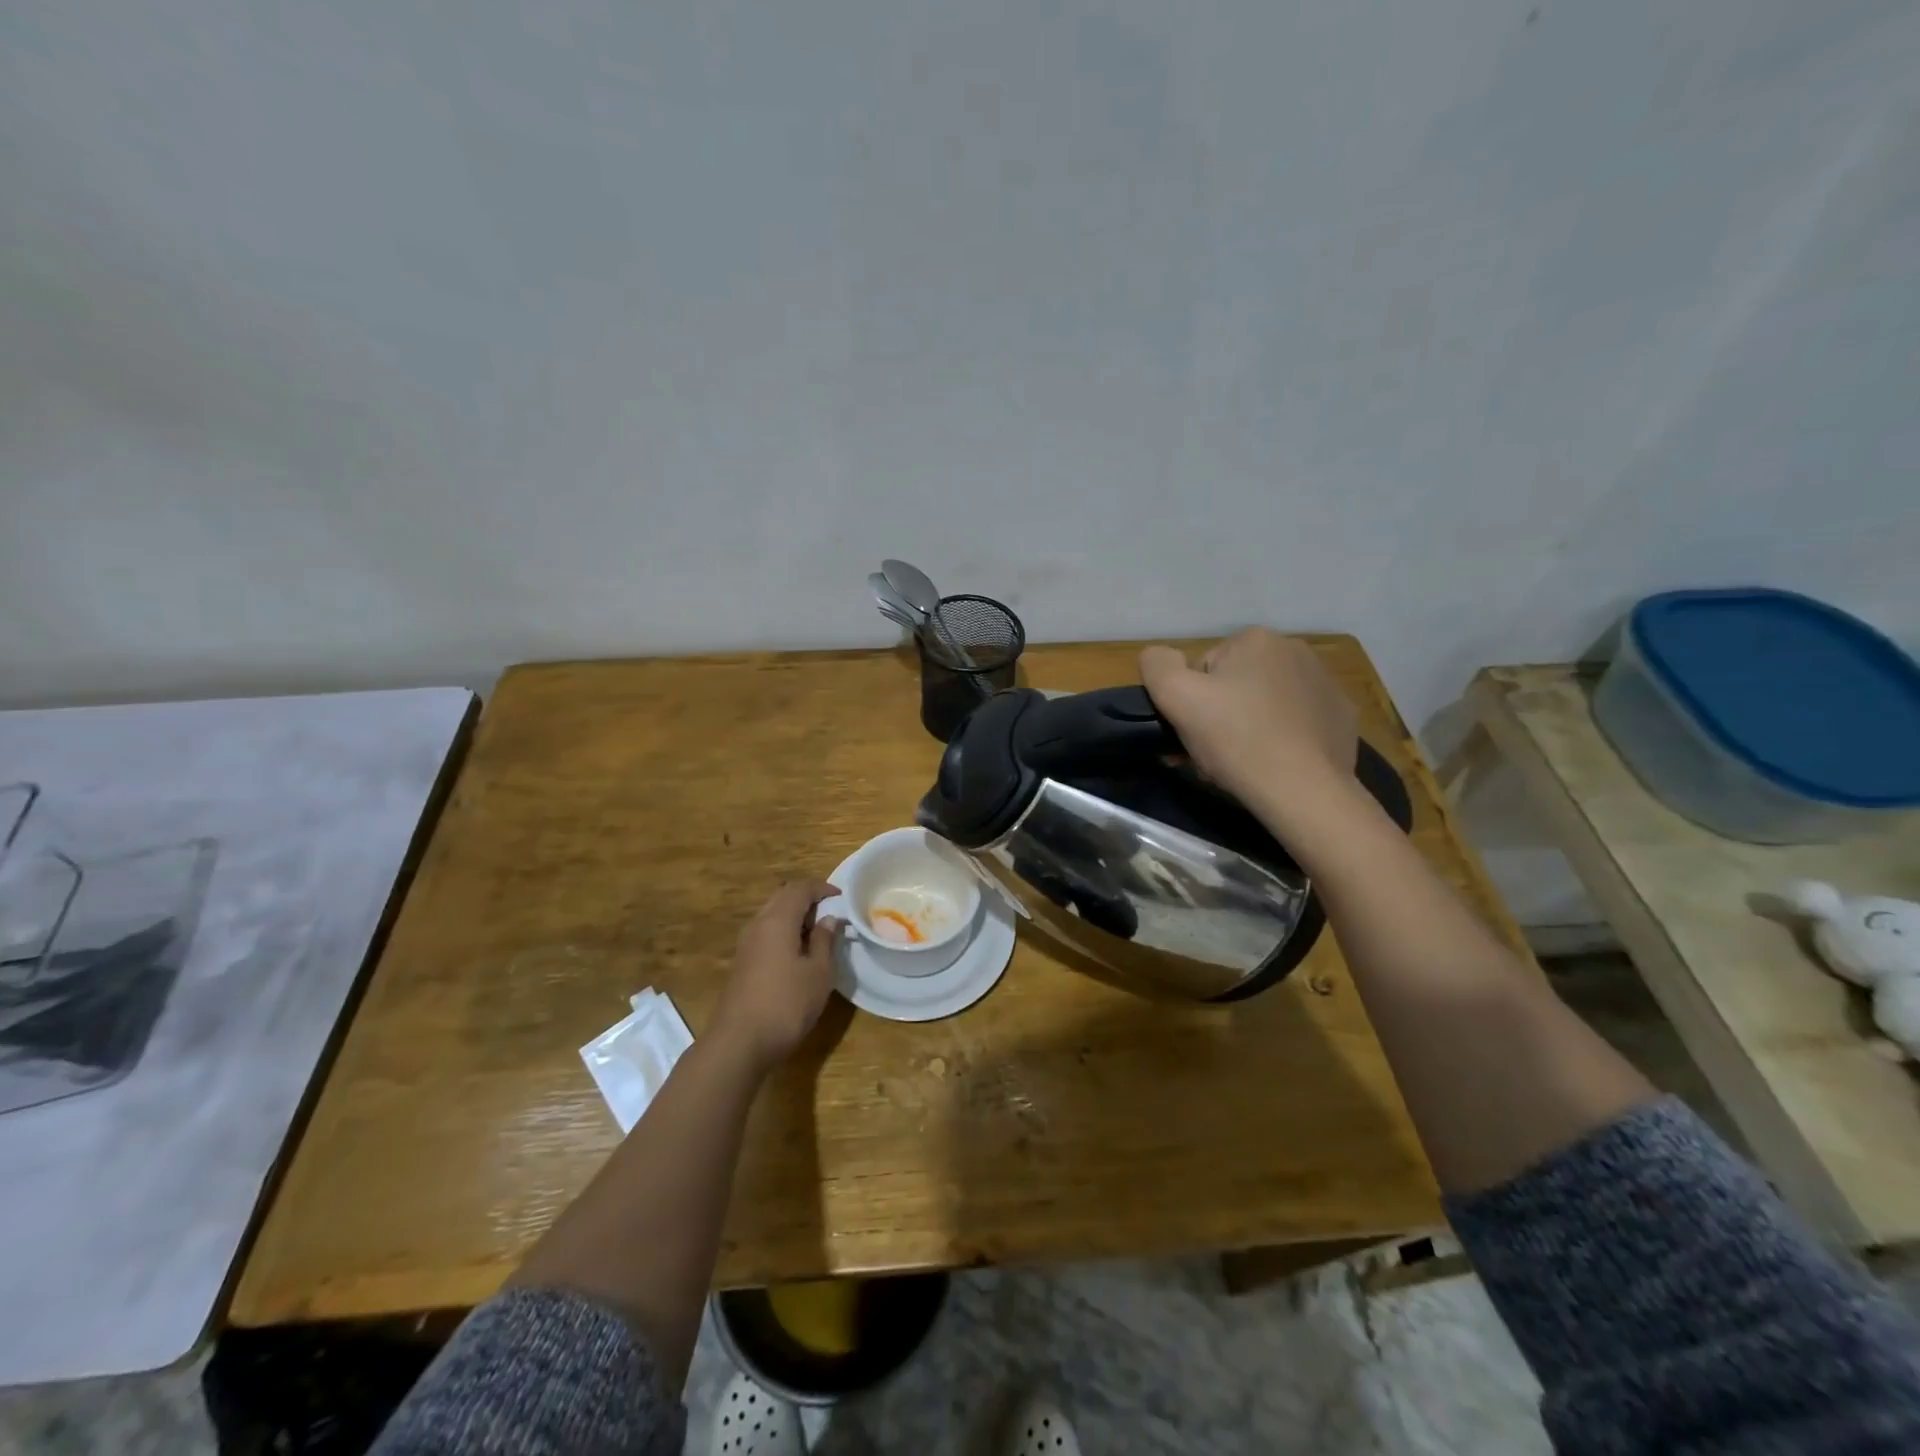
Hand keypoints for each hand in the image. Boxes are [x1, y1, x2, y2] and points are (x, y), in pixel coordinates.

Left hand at [711, 881, 841, 1071]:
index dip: (822, 888)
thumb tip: (829, 919)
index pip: (799, 889)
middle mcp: (758, 925)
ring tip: (818, 933)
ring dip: (794, 916)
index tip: (841, 897)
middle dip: (807, 899)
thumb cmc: (786, 1004)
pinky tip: (798, 953)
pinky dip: (784, 931)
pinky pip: (765, 933)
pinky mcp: (742, 963)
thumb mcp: (818, 973)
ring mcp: (746, 944)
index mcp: (777, 920)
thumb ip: (825, 941)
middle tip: (831, 913)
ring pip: (772, 915)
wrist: (739, 1043)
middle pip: (782, 897)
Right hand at [1139, 629, 1358, 821]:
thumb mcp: (1176, 697)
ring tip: (1243, 762)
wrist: (1303, 790)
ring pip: (1266, 702)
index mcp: (1255, 639)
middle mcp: (1295, 650)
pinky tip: (1276, 762)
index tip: (1193, 731)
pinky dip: (1284, 737)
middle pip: (1236, 684)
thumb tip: (1159, 656)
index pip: (1204, 669)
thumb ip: (1157, 665)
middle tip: (1213, 752)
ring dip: (1249, 725)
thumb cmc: (1236, 739)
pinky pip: (1298, 721)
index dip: (1192, 702)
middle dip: (1221, 714)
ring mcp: (1324, 683)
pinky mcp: (1341, 716)